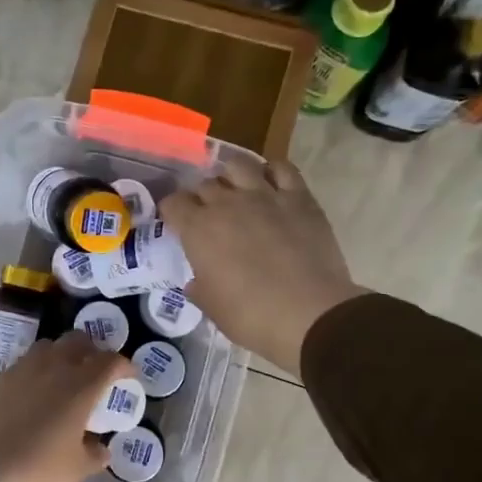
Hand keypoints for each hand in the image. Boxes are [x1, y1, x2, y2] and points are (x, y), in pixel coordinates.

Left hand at [0, 332, 132, 481]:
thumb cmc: (36, 472)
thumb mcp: (76, 470)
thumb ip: (94, 454)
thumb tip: (101, 448)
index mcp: (79, 386)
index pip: (109, 361)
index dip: (123, 365)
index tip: (128, 376)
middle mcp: (50, 368)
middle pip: (76, 341)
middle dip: (91, 351)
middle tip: (95, 371)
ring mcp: (18, 371)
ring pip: (46, 348)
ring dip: (60, 356)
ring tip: (62, 379)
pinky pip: (21, 367)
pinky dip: (33, 373)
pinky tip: (30, 397)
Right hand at [161, 156, 367, 376]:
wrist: (309, 314)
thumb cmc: (251, 316)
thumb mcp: (211, 307)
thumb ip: (199, 286)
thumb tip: (197, 280)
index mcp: (199, 229)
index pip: (173, 203)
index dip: (172, 211)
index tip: (176, 223)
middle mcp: (227, 203)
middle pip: (205, 184)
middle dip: (202, 197)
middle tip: (209, 215)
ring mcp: (264, 195)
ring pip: (239, 165)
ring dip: (232, 175)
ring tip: (237, 191)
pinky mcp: (299, 198)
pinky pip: (282, 169)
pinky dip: (272, 172)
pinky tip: (271, 186)